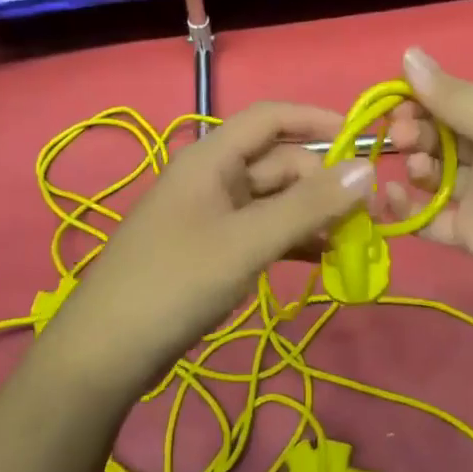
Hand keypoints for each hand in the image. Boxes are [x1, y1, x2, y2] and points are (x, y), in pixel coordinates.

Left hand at [52, 102, 375, 390]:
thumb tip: (366, 168)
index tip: (362, 140)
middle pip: (279, 162)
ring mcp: (213, 215)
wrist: (105, 353)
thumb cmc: (176, 282)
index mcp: (212, 157)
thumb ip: (308, 205)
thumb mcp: (247, 241)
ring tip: (353, 240)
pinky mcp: (214, 249)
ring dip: (312, 214)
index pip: (271, 118)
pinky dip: (293, 240)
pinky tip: (323, 259)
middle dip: (323, 182)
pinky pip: (263, 231)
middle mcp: (214, 177)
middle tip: (365, 216)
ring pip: (275, 200)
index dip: (316, 120)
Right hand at [384, 49, 472, 319]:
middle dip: (416, 131)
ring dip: (416, 166)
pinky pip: (431, 216)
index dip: (422, 98)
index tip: (394, 103)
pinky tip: (391, 198)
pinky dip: (408, 209)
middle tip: (402, 137)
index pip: (456, 97)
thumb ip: (451, 96)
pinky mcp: (472, 231)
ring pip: (435, 173)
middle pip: (441, 134)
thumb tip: (407, 54)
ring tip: (419, 169)